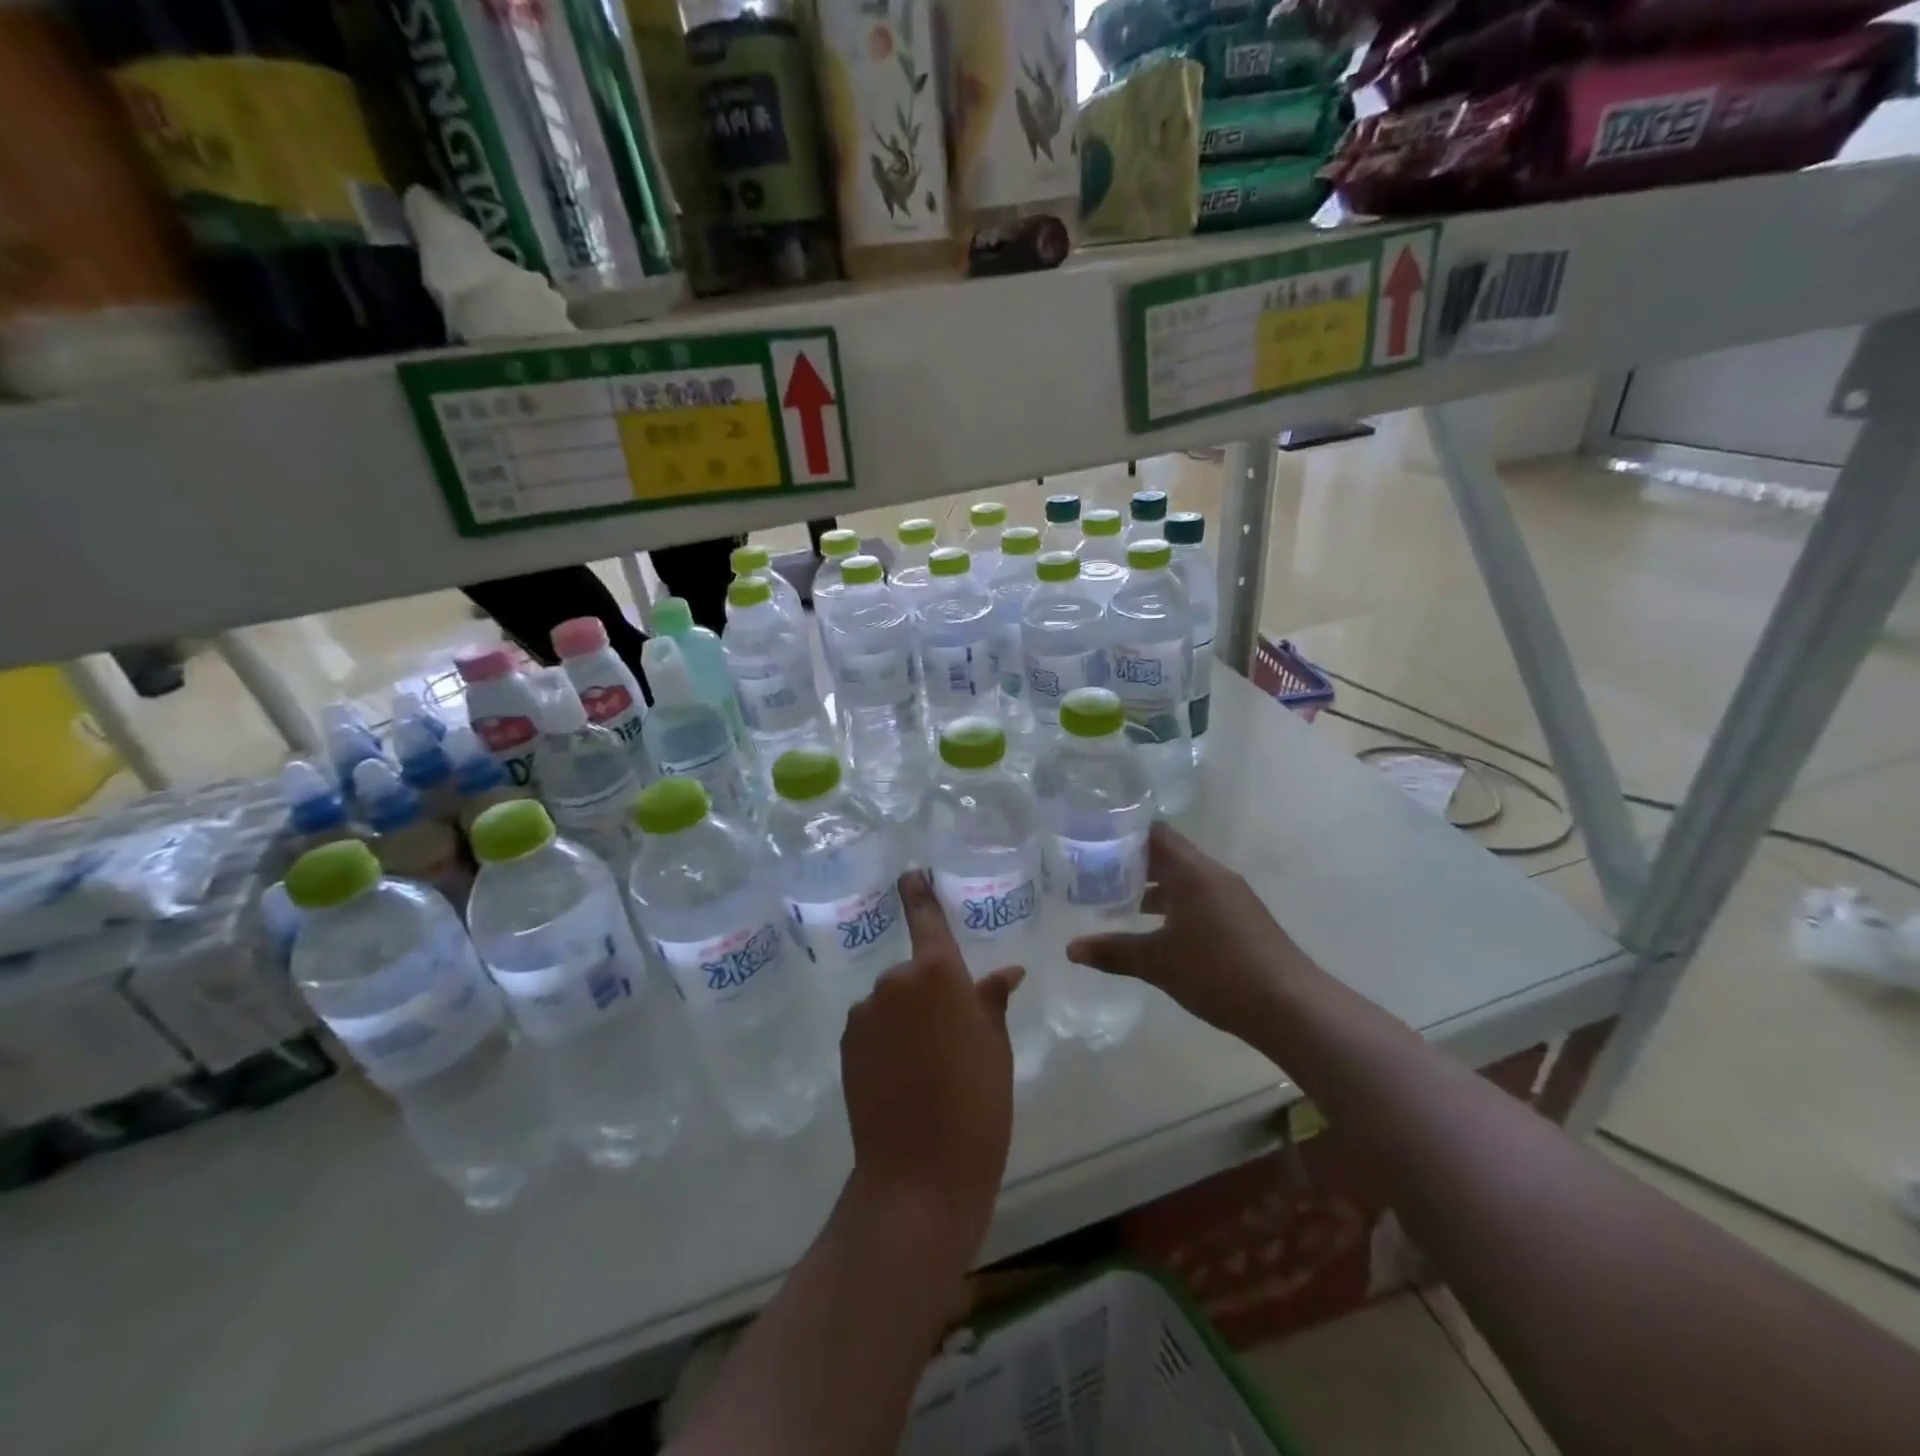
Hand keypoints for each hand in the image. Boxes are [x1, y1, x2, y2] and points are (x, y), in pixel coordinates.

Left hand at [841, 871, 1023, 1263]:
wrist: (919, 1174)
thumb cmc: (976, 1105)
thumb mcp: (996, 1049)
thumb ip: (992, 1001)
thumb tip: (1007, 972)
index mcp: (938, 973)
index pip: (927, 919)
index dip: (918, 894)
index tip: (910, 874)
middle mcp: (895, 982)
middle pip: (915, 972)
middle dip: (930, 991)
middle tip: (953, 1034)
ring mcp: (865, 1012)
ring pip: (893, 1001)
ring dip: (908, 1017)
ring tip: (928, 1064)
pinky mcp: (846, 1043)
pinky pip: (874, 1025)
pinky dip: (887, 1038)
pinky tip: (903, 1076)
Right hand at [1066, 823, 1308, 1045]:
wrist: (1291, 1007)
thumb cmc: (1218, 973)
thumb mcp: (1158, 963)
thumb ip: (1113, 952)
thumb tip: (1071, 949)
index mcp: (1192, 872)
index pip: (1154, 834)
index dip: (1122, 834)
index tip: (1093, 842)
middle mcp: (1213, 875)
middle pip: (1168, 854)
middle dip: (1132, 863)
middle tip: (1095, 873)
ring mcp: (1232, 896)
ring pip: (1184, 878)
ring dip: (1153, 886)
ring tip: (1117, 901)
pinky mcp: (1242, 918)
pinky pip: (1199, 897)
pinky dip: (1174, 904)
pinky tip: (1156, 930)